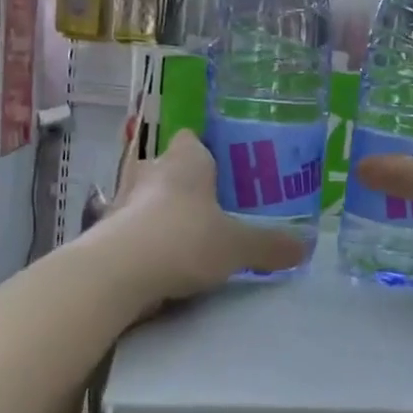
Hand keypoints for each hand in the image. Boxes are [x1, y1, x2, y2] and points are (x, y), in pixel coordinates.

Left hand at [99, 130, 308, 307]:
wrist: (117, 273)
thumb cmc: (184, 239)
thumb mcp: (238, 245)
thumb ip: (271, 245)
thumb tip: (306, 247)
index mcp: (185, 160)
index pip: (193, 138)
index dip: (208, 150)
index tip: (226, 171)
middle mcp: (151, 171)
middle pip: (169, 166)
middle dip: (188, 183)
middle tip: (215, 206)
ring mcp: (123, 200)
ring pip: (148, 197)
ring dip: (163, 211)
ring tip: (190, 236)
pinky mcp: (107, 231)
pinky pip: (132, 227)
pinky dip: (146, 238)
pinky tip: (164, 260)